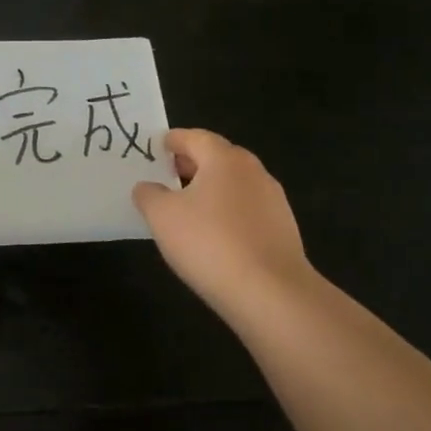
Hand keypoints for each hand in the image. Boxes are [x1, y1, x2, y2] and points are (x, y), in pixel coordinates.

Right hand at [133, 129, 314, 319]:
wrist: (270, 293)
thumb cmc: (209, 243)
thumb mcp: (161, 216)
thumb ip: (148, 195)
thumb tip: (147, 187)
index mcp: (224, 160)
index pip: (195, 137)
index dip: (173, 140)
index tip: (157, 146)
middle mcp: (253, 172)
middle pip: (218, 158)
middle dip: (192, 162)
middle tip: (167, 174)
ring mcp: (273, 201)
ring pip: (234, 184)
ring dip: (210, 188)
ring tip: (186, 206)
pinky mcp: (282, 229)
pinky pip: (246, 209)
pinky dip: (226, 211)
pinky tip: (212, 233)